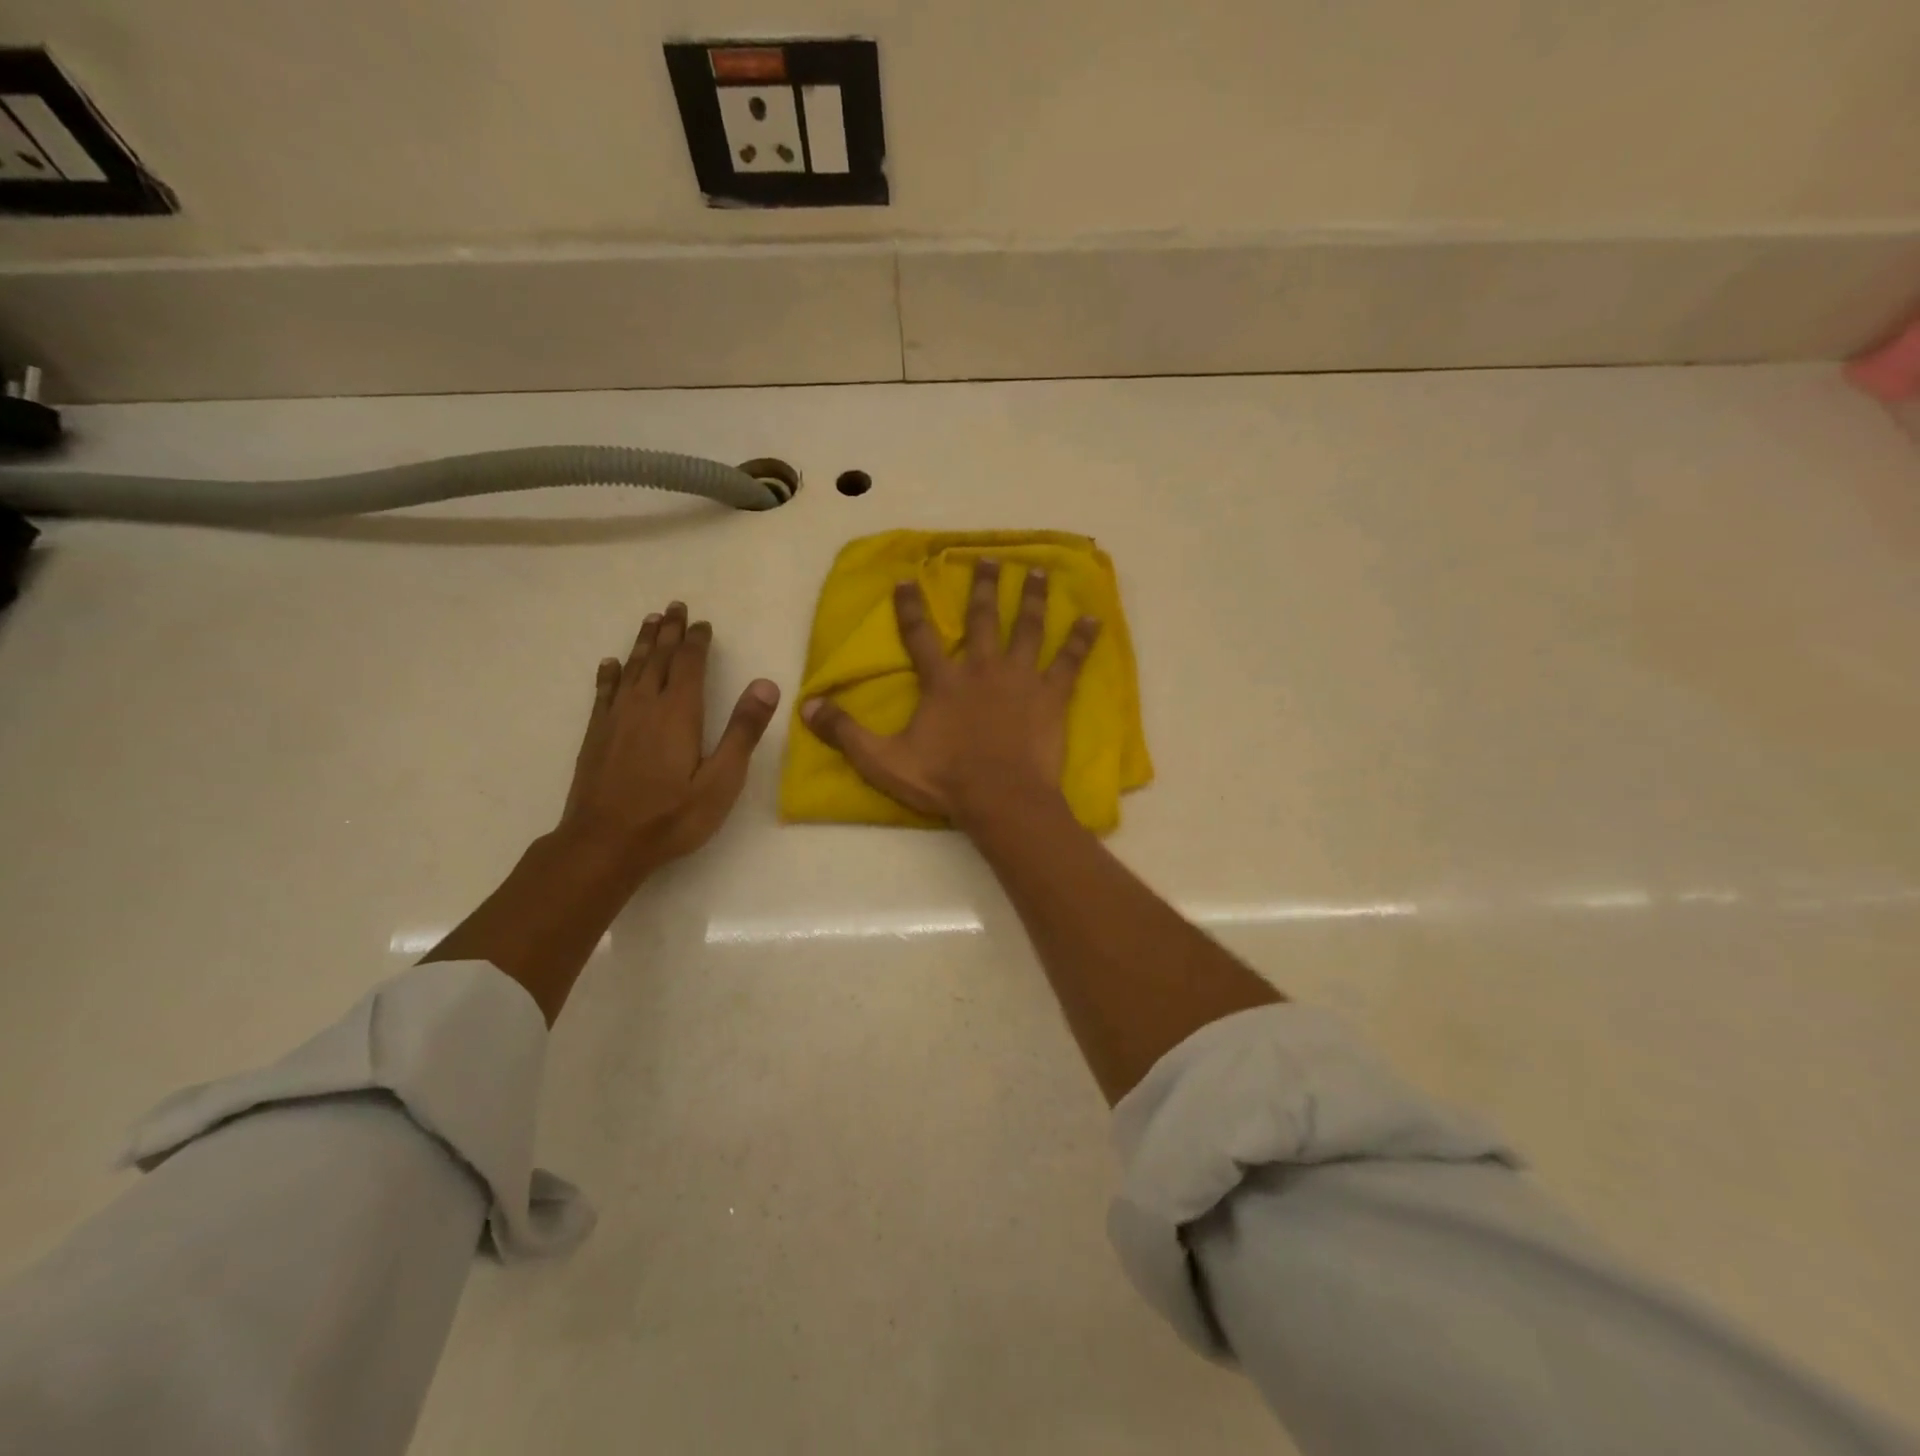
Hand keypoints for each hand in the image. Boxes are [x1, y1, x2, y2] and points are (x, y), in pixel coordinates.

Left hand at [560, 600, 781, 877]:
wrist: (604, 844)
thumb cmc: (671, 816)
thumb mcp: (721, 780)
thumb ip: (743, 731)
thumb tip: (767, 685)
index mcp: (679, 713)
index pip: (690, 665)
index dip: (698, 641)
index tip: (703, 623)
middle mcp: (645, 706)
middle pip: (660, 658)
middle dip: (670, 631)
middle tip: (676, 606)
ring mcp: (616, 719)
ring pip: (632, 669)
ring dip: (643, 643)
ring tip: (651, 621)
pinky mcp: (596, 736)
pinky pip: (604, 692)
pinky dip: (610, 674)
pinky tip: (611, 664)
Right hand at [800, 559, 1099, 824]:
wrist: (1001, 799)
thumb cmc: (944, 781)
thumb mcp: (884, 761)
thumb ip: (846, 732)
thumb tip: (806, 707)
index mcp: (943, 682)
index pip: (920, 636)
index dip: (911, 608)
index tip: (909, 579)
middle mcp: (982, 668)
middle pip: (982, 619)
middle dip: (983, 587)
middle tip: (988, 559)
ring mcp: (1021, 679)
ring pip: (1027, 628)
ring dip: (1031, 598)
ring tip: (1037, 572)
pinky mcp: (1051, 696)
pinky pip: (1070, 661)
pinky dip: (1082, 640)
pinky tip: (1093, 618)